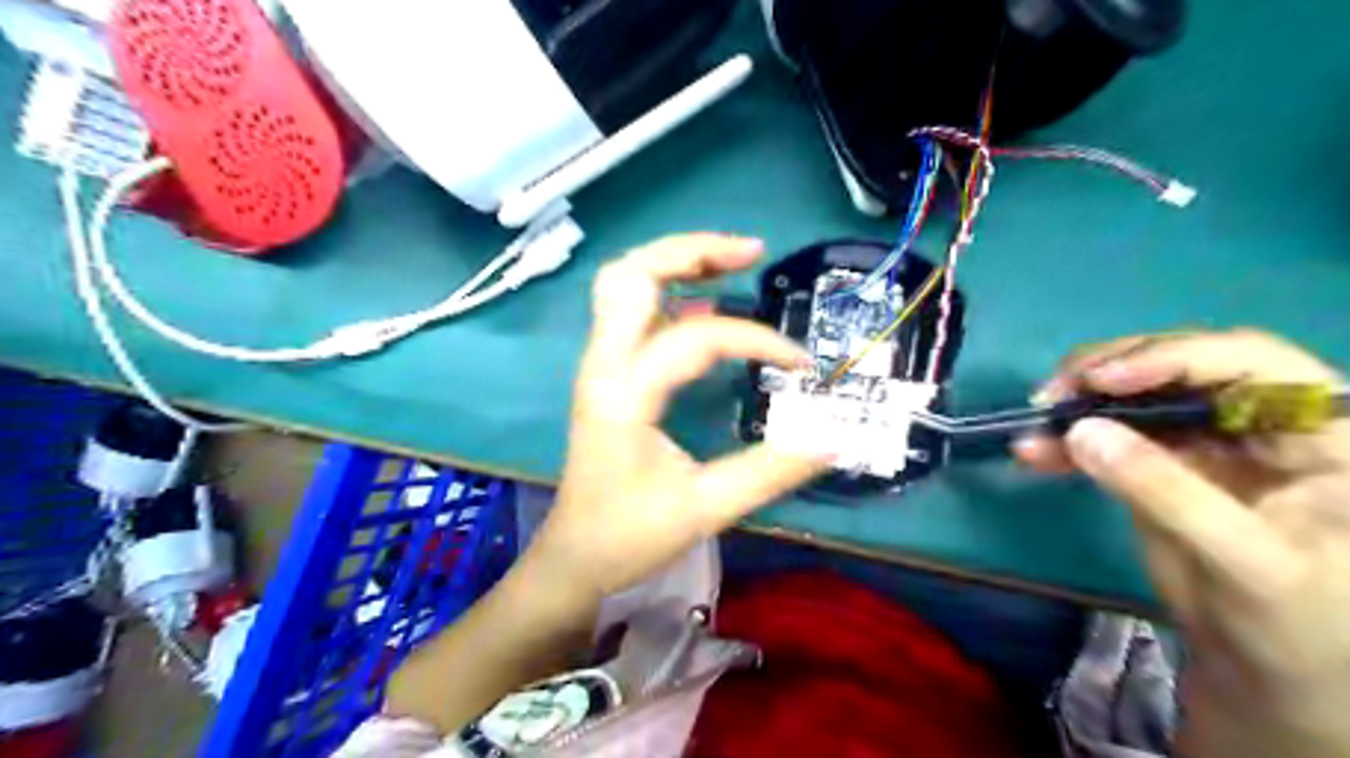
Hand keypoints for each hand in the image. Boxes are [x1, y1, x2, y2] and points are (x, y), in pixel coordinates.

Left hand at [529, 233, 834, 600]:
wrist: (573, 557)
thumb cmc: (629, 536)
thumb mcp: (704, 509)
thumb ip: (768, 472)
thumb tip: (832, 440)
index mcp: (623, 393)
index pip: (696, 337)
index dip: (756, 340)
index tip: (801, 365)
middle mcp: (603, 365)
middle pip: (631, 274)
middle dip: (691, 251)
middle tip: (751, 252)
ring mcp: (599, 365)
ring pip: (624, 284)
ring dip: (675, 263)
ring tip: (732, 262)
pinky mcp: (607, 374)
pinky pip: (631, 312)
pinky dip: (668, 292)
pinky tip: (705, 302)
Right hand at [1018, 329, 1349, 757]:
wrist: (1265, 665)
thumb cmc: (1295, 622)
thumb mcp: (1246, 561)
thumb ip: (1168, 492)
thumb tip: (1083, 431)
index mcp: (1321, 429)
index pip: (1250, 362)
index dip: (1173, 358)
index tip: (1102, 380)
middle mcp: (1261, 417)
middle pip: (1179, 364)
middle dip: (1109, 373)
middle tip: (1053, 395)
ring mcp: (1204, 436)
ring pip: (1133, 394)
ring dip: (1077, 404)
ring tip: (1034, 422)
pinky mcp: (1158, 457)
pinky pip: (1107, 432)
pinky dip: (1067, 438)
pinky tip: (1033, 451)